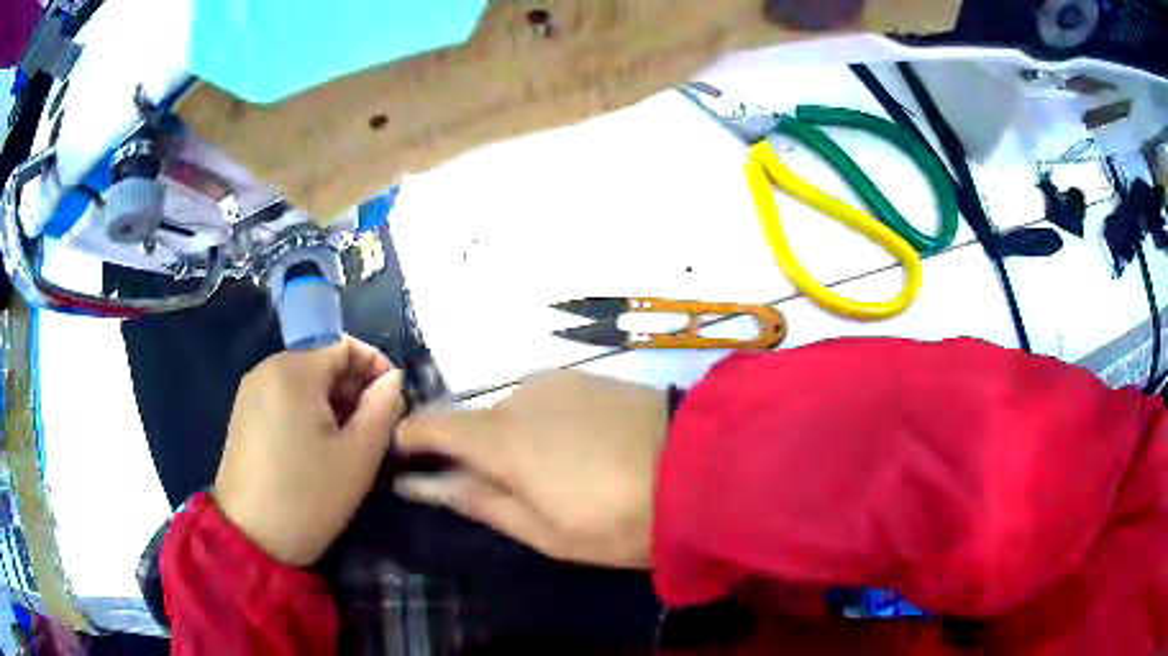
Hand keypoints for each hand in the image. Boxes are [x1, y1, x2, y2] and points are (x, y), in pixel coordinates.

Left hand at [214, 336, 404, 565]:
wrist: (252, 538)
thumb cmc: (309, 496)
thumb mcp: (359, 456)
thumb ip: (383, 408)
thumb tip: (392, 380)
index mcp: (294, 370)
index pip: (345, 345)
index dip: (376, 366)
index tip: (395, 400)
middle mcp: (267, 368)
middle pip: (322, 360)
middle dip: (354, 387)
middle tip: (375, 426)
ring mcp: (251, 391)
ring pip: (304, 380)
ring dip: (333, 401)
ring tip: (350, 439)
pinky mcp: (244, 413)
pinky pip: (285, 396)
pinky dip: (309, 410)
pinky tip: (318, 446)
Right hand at [395, 370, 666, 568]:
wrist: (703, 466)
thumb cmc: (620, 518)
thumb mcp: (545, 531)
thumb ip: (481, 501)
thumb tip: (425, 484)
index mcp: (501, 438)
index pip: (433, 424)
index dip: (412, 437)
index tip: (406, 458)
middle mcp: (520, 396)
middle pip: (475, 421)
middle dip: (474, 452)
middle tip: (504, 489)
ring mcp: (558, 381)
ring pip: (513, 411)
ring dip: (515, 439)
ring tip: (555, 474)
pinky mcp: (590, 376)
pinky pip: (546, 401)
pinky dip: (544, 424)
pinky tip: (579, 449)